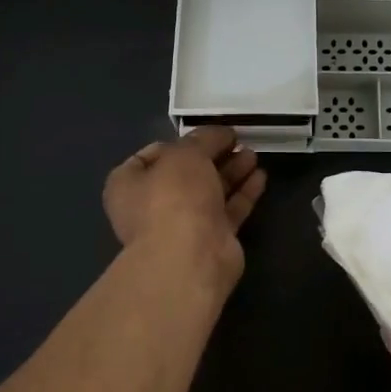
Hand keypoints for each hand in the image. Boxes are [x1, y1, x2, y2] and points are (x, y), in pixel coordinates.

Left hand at [102, 127, 266, 296]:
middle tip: (236, 141)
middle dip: (212, 156)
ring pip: (210, 192)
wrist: (190, 257)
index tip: (202, 134)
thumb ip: (204, 138)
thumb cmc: (174, 197)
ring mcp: (182, 225)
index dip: (176, 142)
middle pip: (185, 174)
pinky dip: (243, 193)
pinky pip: (229, 210)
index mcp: (129, 185)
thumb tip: (221, 133)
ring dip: (231, 172)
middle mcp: (152, 206)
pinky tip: (260, 176)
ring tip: (253, 154)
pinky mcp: (212, 240)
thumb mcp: (186, 153)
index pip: (149, 157)